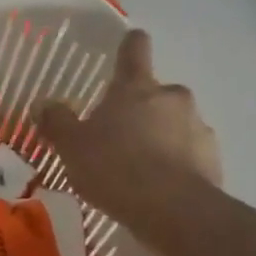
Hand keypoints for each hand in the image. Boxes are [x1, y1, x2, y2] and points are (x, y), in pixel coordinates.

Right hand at [35, 29, 220, 224]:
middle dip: (140, 107)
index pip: (134, 49)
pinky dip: (175, 163)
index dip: (130, 45)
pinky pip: (189, 153)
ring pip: (174, 123)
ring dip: (159, 135)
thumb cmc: (114, 166)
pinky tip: (156, 186)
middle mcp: (172, 97)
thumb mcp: (71, 146)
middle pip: (156, 92)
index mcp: (135, 87)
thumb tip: (43, 103)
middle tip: (117, 133)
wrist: (173, 211)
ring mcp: (198, 127)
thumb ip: (56, 122)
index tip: (128, 44)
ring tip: (136, 166)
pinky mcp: (213, 159)